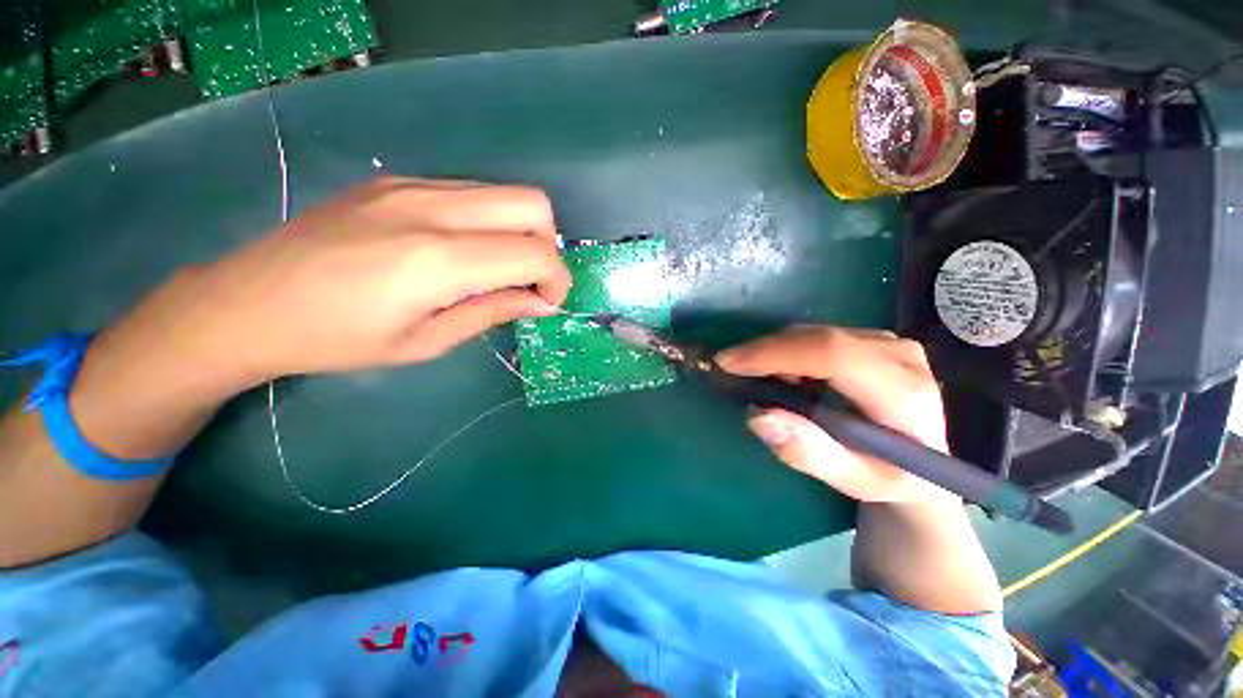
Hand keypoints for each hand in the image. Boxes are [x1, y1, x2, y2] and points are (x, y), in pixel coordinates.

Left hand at [161, 177, 571, 381]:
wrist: (246, 302)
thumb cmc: (338, 340)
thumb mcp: (427, 341)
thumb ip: (493, 312)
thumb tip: (541, 303)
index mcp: (437, 260)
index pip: (535, 253)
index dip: (557, 280)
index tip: (548, 303)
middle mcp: (431, 208)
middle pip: (533, 203)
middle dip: (547, 246)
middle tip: (528, 281)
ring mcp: (411, 185)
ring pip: (505, 193)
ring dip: (520, 232)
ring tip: (497, 269)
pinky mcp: (396, 180)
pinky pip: (471, 193)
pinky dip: (489, 221)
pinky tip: (462, 251)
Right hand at [716, 326, 952, 504]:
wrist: (925, 466)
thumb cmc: (889, 478)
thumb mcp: (852, 480)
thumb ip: (809, 453)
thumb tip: (758, 416)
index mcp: (903, 393)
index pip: (832, 355)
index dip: (775, 354)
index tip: (729, 364)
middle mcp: (901, 355)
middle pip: (819, 338)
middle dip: (765, 351)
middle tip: (729, 368)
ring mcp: (890, 342)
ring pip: (815, 333)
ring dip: (775, 350)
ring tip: (754, 375)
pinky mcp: (877, 339)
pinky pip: (819, 335)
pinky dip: (789, 349)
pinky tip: (780, 371)